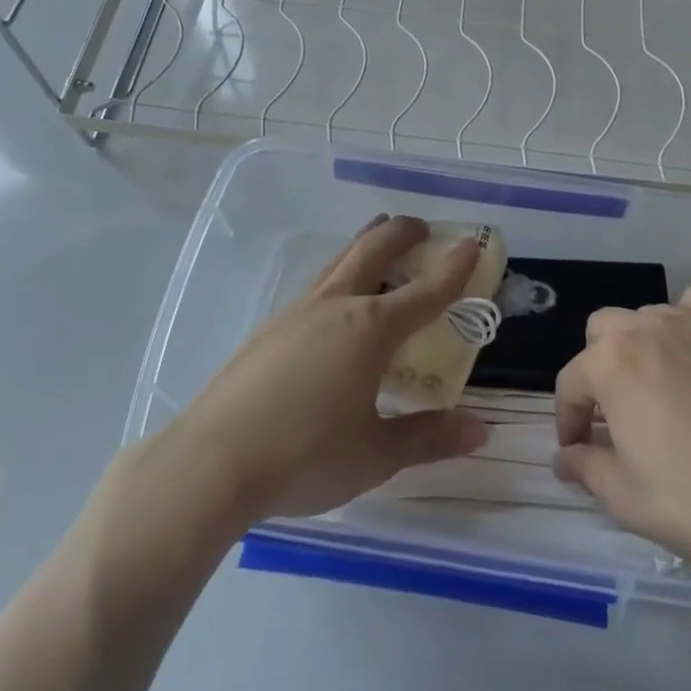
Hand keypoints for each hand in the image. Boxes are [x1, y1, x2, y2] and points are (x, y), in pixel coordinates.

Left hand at [157, 215, 487, 528]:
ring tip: (379, 240)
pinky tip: (333, 301)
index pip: (426, 291)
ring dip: (365, 244)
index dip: (455, 267)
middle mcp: (335, 306)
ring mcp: (296, 312)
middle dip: (402, 233)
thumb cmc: (304, 457)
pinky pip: (315, 285)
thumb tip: (480, 429)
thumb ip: (428, 438)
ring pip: (339, 260)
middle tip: (422, 227)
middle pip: (373, 251)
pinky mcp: (268, 328)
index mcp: (370, 330)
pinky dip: (338, 274)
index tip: (473, 242)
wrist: (210, 463)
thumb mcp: (375, 455)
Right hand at [552, 286, 690, 598]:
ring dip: (644, 346)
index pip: (572, 382)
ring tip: (665, 386)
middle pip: (604, 332)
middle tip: (620, 412)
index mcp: (610, 363)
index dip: (569, 418)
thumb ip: (583, 466)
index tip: (578, 447)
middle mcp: (646, 328)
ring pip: (650, 317)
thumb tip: (564, 457)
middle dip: (601, 368)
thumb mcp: (623, 497)